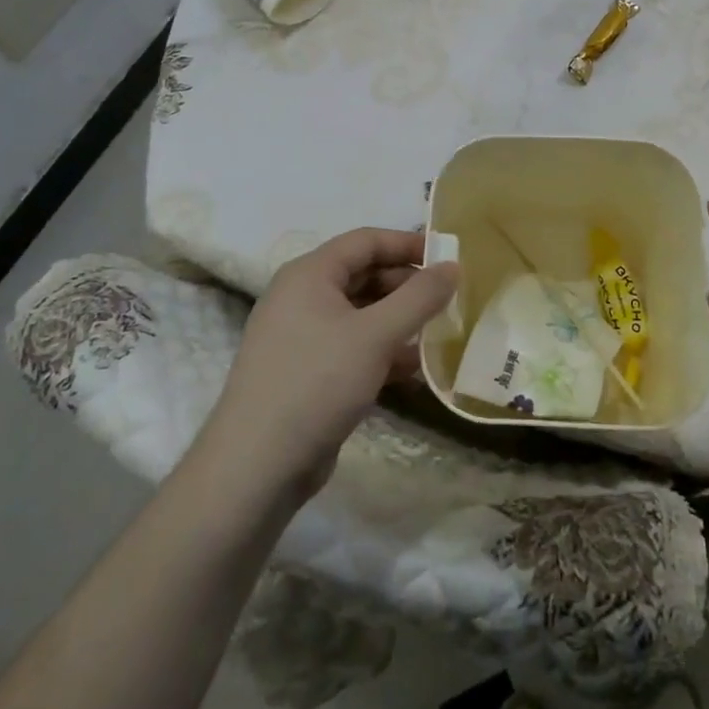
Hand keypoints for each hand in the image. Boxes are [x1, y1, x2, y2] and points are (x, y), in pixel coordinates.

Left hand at [200, 228, 456, 502]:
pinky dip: (382, 350)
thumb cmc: (316, 383)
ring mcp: (301, 336)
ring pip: (360, 314)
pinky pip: (351, 346)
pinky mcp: (306, 372)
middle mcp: (301, 297)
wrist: (256, 468)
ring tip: (438, 332)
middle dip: (406, 285)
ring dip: (398, 320)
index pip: (365, 241)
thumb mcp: (376, 335)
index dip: (407, 244)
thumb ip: (419, 297)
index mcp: (309, 274)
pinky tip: (413, 369)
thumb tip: (453, 266)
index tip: (447, 258)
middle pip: (363, 274)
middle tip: (446, 299)